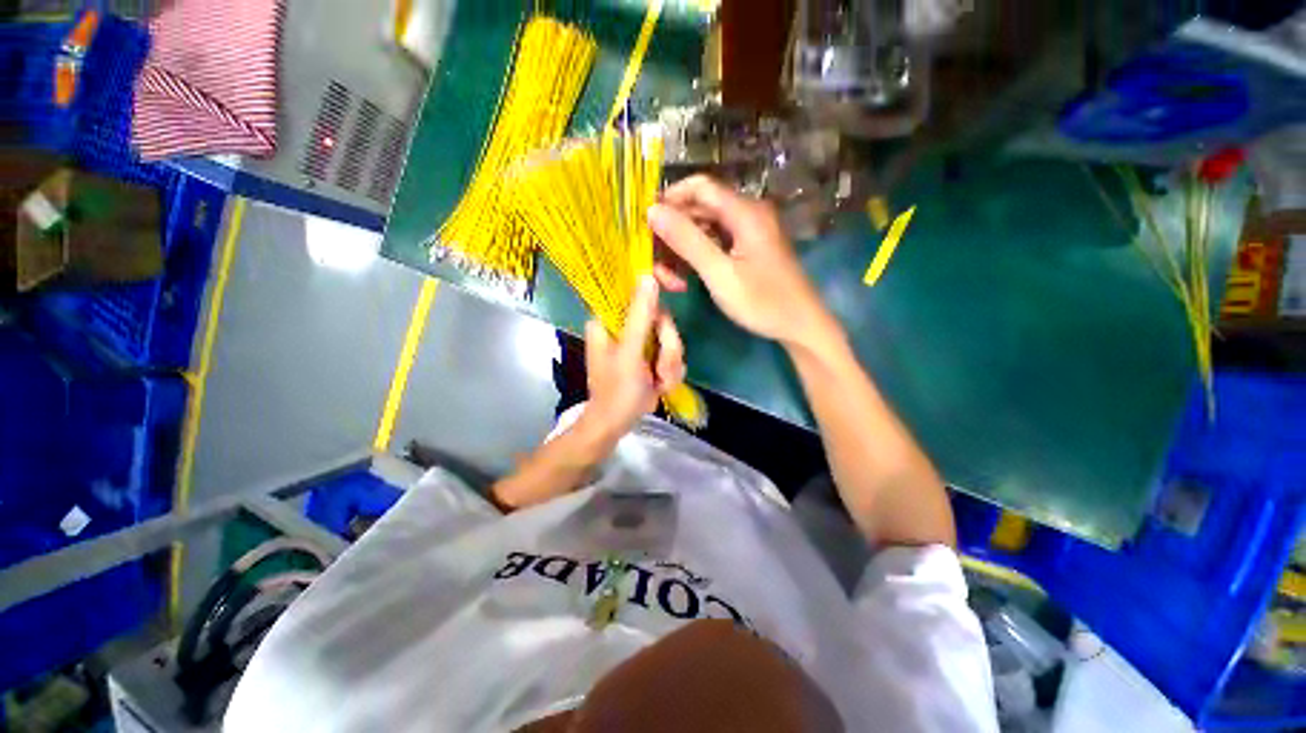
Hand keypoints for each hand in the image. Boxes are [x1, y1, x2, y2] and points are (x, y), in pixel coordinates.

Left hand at [577, 275, 685, 445]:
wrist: (616, 425)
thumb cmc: (616, 391)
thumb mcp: (630, 352)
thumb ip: (640, 315)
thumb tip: (648, 276)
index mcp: (610, 319)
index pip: (635, 287)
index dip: (658, 283)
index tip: (678, 286)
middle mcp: (625, 327)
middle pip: (661, 317)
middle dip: (668, 345)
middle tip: (660, 367)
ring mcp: (640, 343)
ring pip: (671, 338)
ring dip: (670, 363)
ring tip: (658, 382)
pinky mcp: (651, 357)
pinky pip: (673, 355)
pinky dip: (670, 373)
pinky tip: (660, 386)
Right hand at [647, 175, 834, 350]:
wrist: (800, 326)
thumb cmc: (763, 302)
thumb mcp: (720, 273)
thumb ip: (686, 240)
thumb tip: (652, 210)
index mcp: (744, 211)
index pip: (698, 187)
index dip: (668, 200)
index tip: (644, 225)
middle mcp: (746, 214)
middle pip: (698, 209)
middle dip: (672, 233)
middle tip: (653, 263)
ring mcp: (747, 232)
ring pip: (703, 229)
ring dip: (682, 250)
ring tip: (670, 280)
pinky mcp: (746, 249)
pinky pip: (714, 244)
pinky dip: (696, 258)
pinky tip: (685, 279)